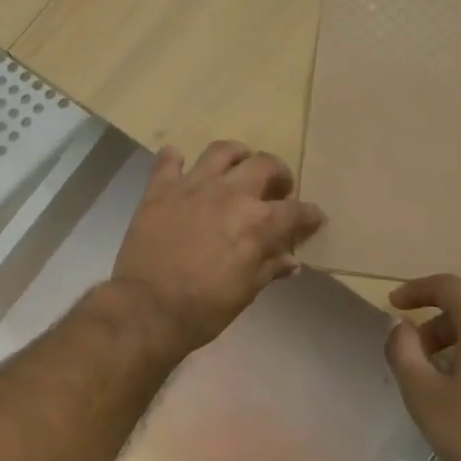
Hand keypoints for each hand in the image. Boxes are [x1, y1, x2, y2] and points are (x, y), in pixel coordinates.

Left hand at [110, 141, 325, 358]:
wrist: (147, 308)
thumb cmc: (203, 309)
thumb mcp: (245, 293)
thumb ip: (268, 268)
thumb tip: (290, 261)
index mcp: (258, 222)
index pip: (296, 211)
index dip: (309, 215)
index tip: (313, 219)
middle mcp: (230, 193)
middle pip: (264, 165)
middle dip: (278, 175)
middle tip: (275, 189)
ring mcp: (193, 186)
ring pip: (222, 151)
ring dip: (236, 156)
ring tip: (237, 168)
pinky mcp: (160, 189)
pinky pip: (169, 160)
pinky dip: (176, 160)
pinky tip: (180, 168)